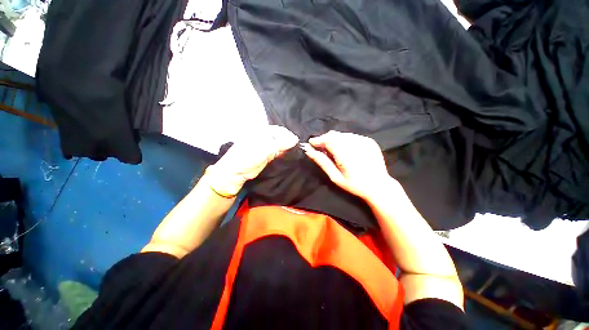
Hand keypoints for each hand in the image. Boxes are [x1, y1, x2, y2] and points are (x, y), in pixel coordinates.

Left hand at [207, 125, 298, 196]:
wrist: (235, 173)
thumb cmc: (245, 158)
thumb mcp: (263, 149)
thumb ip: (279, 144)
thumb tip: (295, 140)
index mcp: (260, 131)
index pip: (278, 130)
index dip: (288, 135)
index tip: (297, 143)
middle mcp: (264, 137)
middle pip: (281, 137)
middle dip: (289, 142)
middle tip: (298, 148)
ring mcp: (266, 147)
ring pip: (281, 145)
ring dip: (288, 148)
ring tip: (296, 152)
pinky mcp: (268, 156)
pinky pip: (279, 152)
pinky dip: (285, 154)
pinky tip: (290, 156)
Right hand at [301, 131, 392, 198]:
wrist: (379, 185)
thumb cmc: (354, 185)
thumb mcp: (335, 177)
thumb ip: (322, 162)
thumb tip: (308, 150)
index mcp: (347, 156)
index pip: (329, 140)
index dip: (318, 140)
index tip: (311, 143)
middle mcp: (356, 145)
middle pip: (335, 135)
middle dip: (325, 139)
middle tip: (320, 148)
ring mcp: (364, 141)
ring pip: (342, 134)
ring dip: (334, 139)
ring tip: (331, 150)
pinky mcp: (369, 141)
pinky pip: (351, 136)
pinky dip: (343, 140)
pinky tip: (344, 149)